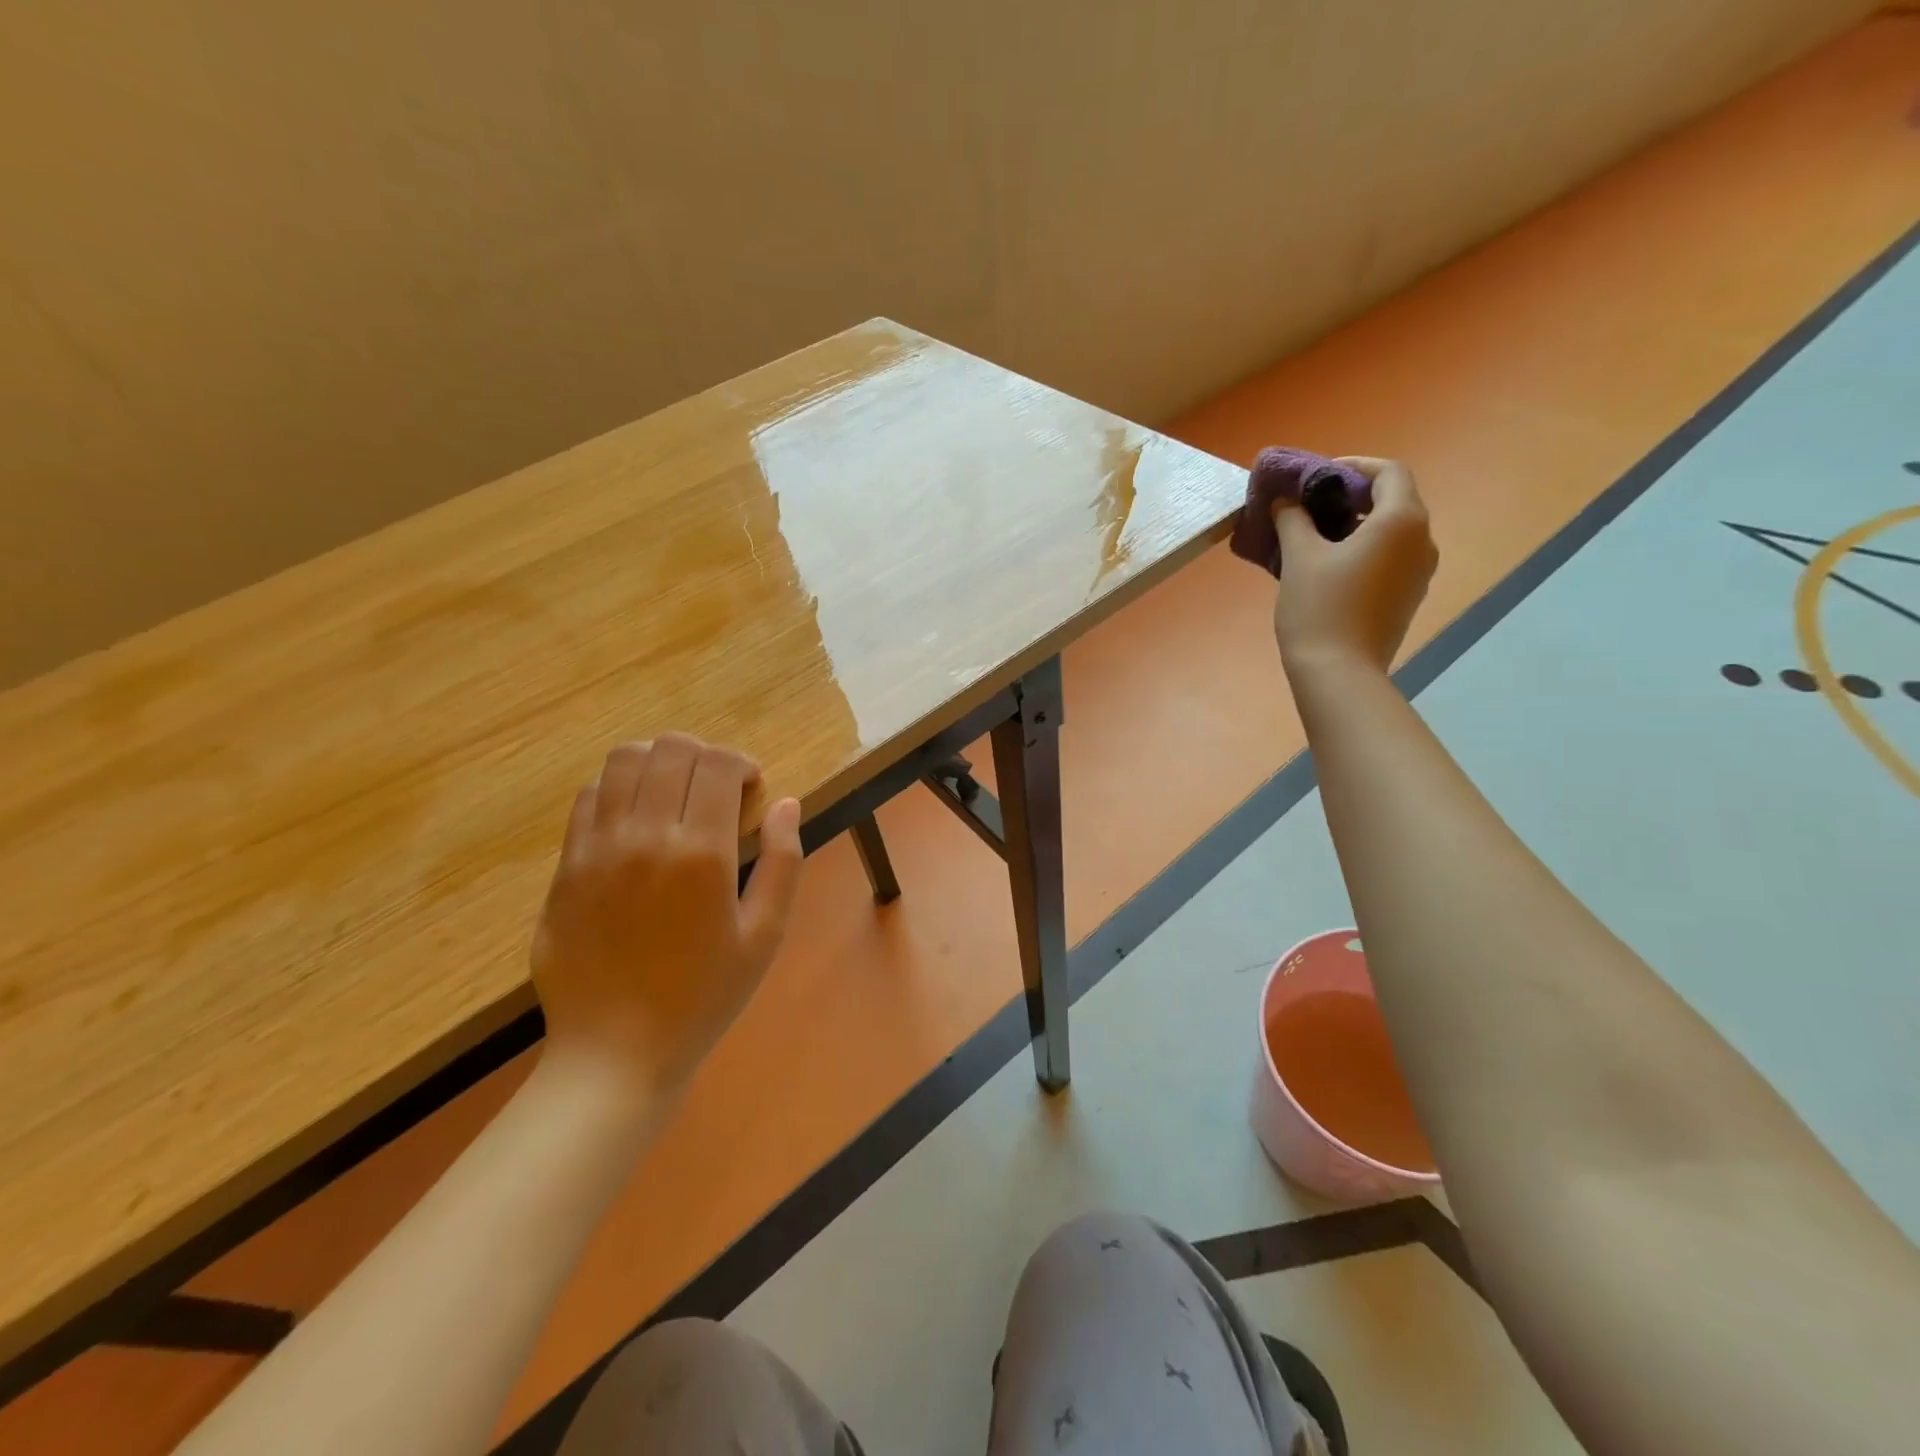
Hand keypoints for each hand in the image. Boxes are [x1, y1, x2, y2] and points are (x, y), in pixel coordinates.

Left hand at [531, 735, 803, 1094]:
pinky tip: (635, 820)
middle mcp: (645, 837)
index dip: (741, 763)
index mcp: (701, 854)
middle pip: (670, 749)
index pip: (718, 764)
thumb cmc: (704, 996)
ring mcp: (597, 848)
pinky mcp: (565, 866)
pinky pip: (588, 798)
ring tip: (674, 792)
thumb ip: (784, 862)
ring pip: (622, 761)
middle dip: (703, 755)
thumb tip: (787, 804)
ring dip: (658, 762)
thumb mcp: (765, 935)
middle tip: (716, 788)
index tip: (751, 788)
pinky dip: (618, 789)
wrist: (616, 1052)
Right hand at [1271, 456, 1437, 675]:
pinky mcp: (1409, 596)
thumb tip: (1286, 501)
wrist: (1339, 672)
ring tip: (1314, 536)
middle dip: (1352, 496)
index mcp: (1401, 520)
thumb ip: (1293, 519)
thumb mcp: (1299, 557)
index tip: (1317, 477)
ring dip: (1357, 524)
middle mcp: (1422, 540)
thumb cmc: (1320, 607)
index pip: (1388, 472)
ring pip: (1392, 530)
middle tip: (1310, 505)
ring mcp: (1419, 571)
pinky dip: (1364, 549)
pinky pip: (1390, 557)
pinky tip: (1329, 566)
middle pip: (1393, 500)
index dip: (1353, 466)